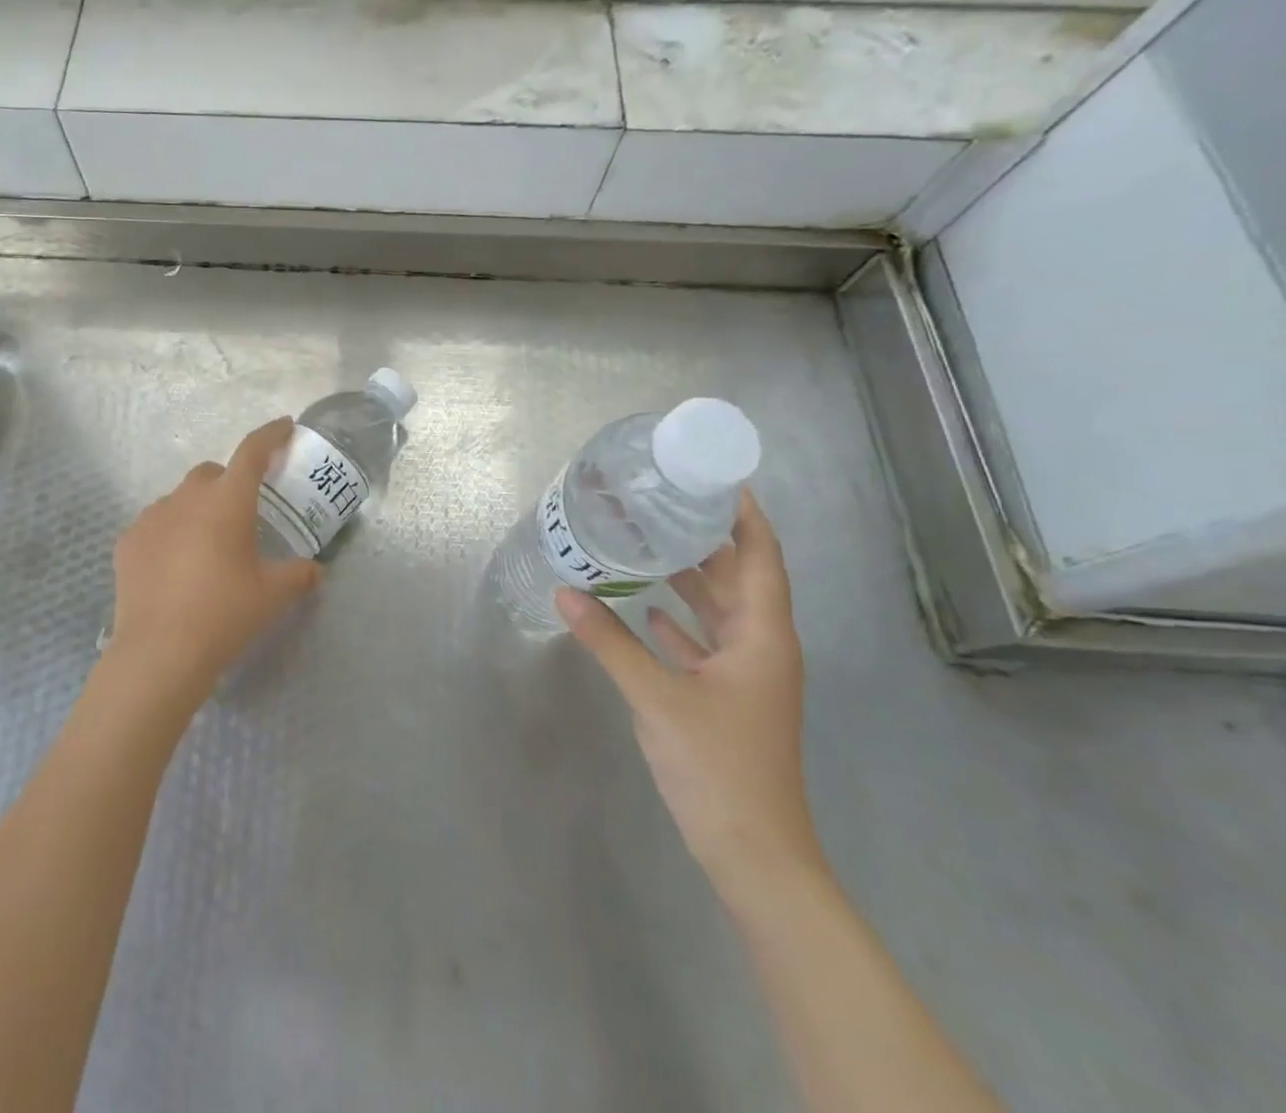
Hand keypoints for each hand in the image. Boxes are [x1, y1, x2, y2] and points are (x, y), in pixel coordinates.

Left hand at [105, 417, 324, 707]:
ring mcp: (152, 517)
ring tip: (206, 548)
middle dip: (230, 483)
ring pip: (180, 499)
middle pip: (212, 473)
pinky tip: (174, 567)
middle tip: (243, 514)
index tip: (284, 426)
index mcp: (228, 501)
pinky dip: (170, 534)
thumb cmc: (224, 614)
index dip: (271, 435)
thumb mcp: (272, 595)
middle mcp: (187, 498)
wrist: (160, 652)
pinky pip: (155, 525)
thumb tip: (316, 571)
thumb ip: (299, 575)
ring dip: (197, 510)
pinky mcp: (127, 542)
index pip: (252, 452)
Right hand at [556, 491, 821, 904]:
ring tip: (648, 543)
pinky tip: (648, 609)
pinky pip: (705, 642)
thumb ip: (609, 641)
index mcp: (763, 636)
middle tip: (662, 503)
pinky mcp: (728, 697)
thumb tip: (564, 592)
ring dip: (691, 579)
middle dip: (706, 540)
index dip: (745, 515)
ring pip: (721, 611)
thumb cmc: (717, 764)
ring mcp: (747, 675)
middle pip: (739, 578)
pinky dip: (681, 621)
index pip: (762, 557)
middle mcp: (762, 646)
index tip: (715, 477)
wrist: (752, 851)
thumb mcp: (656, 696)